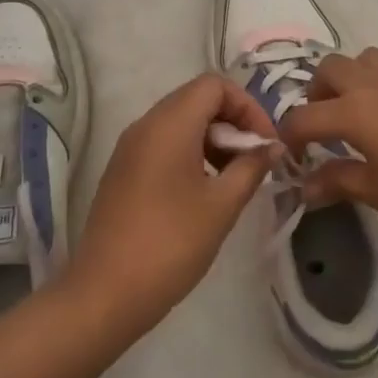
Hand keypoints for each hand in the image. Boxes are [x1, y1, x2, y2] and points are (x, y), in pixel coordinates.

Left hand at [67, 73, 277, 335]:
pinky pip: (163, 143)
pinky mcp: (123, 170)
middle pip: (197, 98)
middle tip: (253, 162)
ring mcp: (130, 147)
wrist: (106, 293)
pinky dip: (191, 153)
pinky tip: (204, 192)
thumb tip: (272, 147)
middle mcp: (146, 124)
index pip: (215, 84)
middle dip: (232, 122)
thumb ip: (251, 167)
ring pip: (180, 121)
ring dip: (213, 139)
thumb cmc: (171, 244)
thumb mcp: (222, 205)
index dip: (247, 106)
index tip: (265, 144)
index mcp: (169, 123)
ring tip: (233, 179)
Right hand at [278, 48, 377, 229]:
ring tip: (350, 113)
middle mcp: (368, 86)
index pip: (303, 117)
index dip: (289, 139)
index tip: (291, 161)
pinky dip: (370, 83)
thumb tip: (305, 187)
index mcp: (352, 112)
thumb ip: (338, 183)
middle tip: (321, 129)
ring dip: (344, 79)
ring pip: (357, 59)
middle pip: (327, 70)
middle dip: (314, 95)